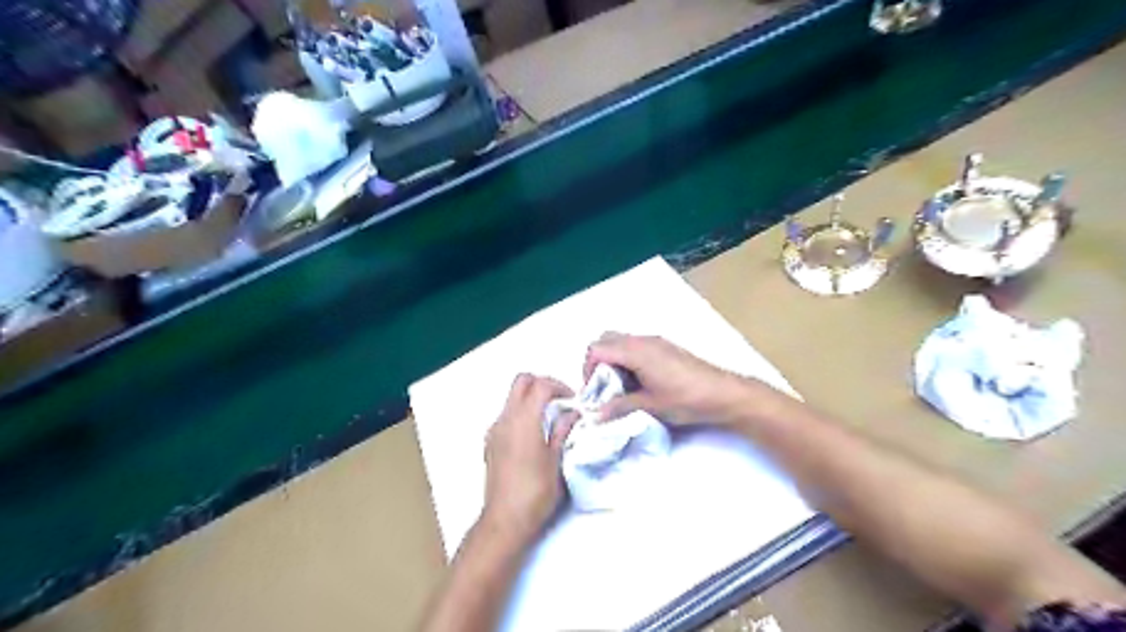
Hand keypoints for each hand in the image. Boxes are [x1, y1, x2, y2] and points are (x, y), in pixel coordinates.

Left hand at [485, 372, 575, 541]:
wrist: (505, 520)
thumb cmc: (536, 492)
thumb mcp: (557, 461)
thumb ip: (563, 431)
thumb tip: (572, 414)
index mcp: (524, 420)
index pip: (540, 385)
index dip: (559, 386)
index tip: (572, 399)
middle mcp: (505, 419)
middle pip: (521, 381)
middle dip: (542, 383)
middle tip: (560, 399)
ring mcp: (494, 430)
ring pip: (512, 398)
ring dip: (531, 399)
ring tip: (549, 418)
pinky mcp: (489, 442)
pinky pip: (506, 415)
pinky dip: (521, 413)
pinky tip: (533, 435)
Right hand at [585, 333, 759, 427]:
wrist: (724, 393)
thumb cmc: (686, 399)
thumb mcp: (650, 406)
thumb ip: (620, 407)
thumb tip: (596, 415)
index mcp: (636, 351)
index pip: (597, 349)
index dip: (587, 369)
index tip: (592, 392)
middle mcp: (643, 340)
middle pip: (606, 339)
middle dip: (596, 360)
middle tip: (601, 386)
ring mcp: (656, 341)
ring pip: (621, 340)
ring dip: (612, 359)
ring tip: (618, 386)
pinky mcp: (665, 347)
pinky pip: (635, 345)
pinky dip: (626, 358)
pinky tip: (637, 381)